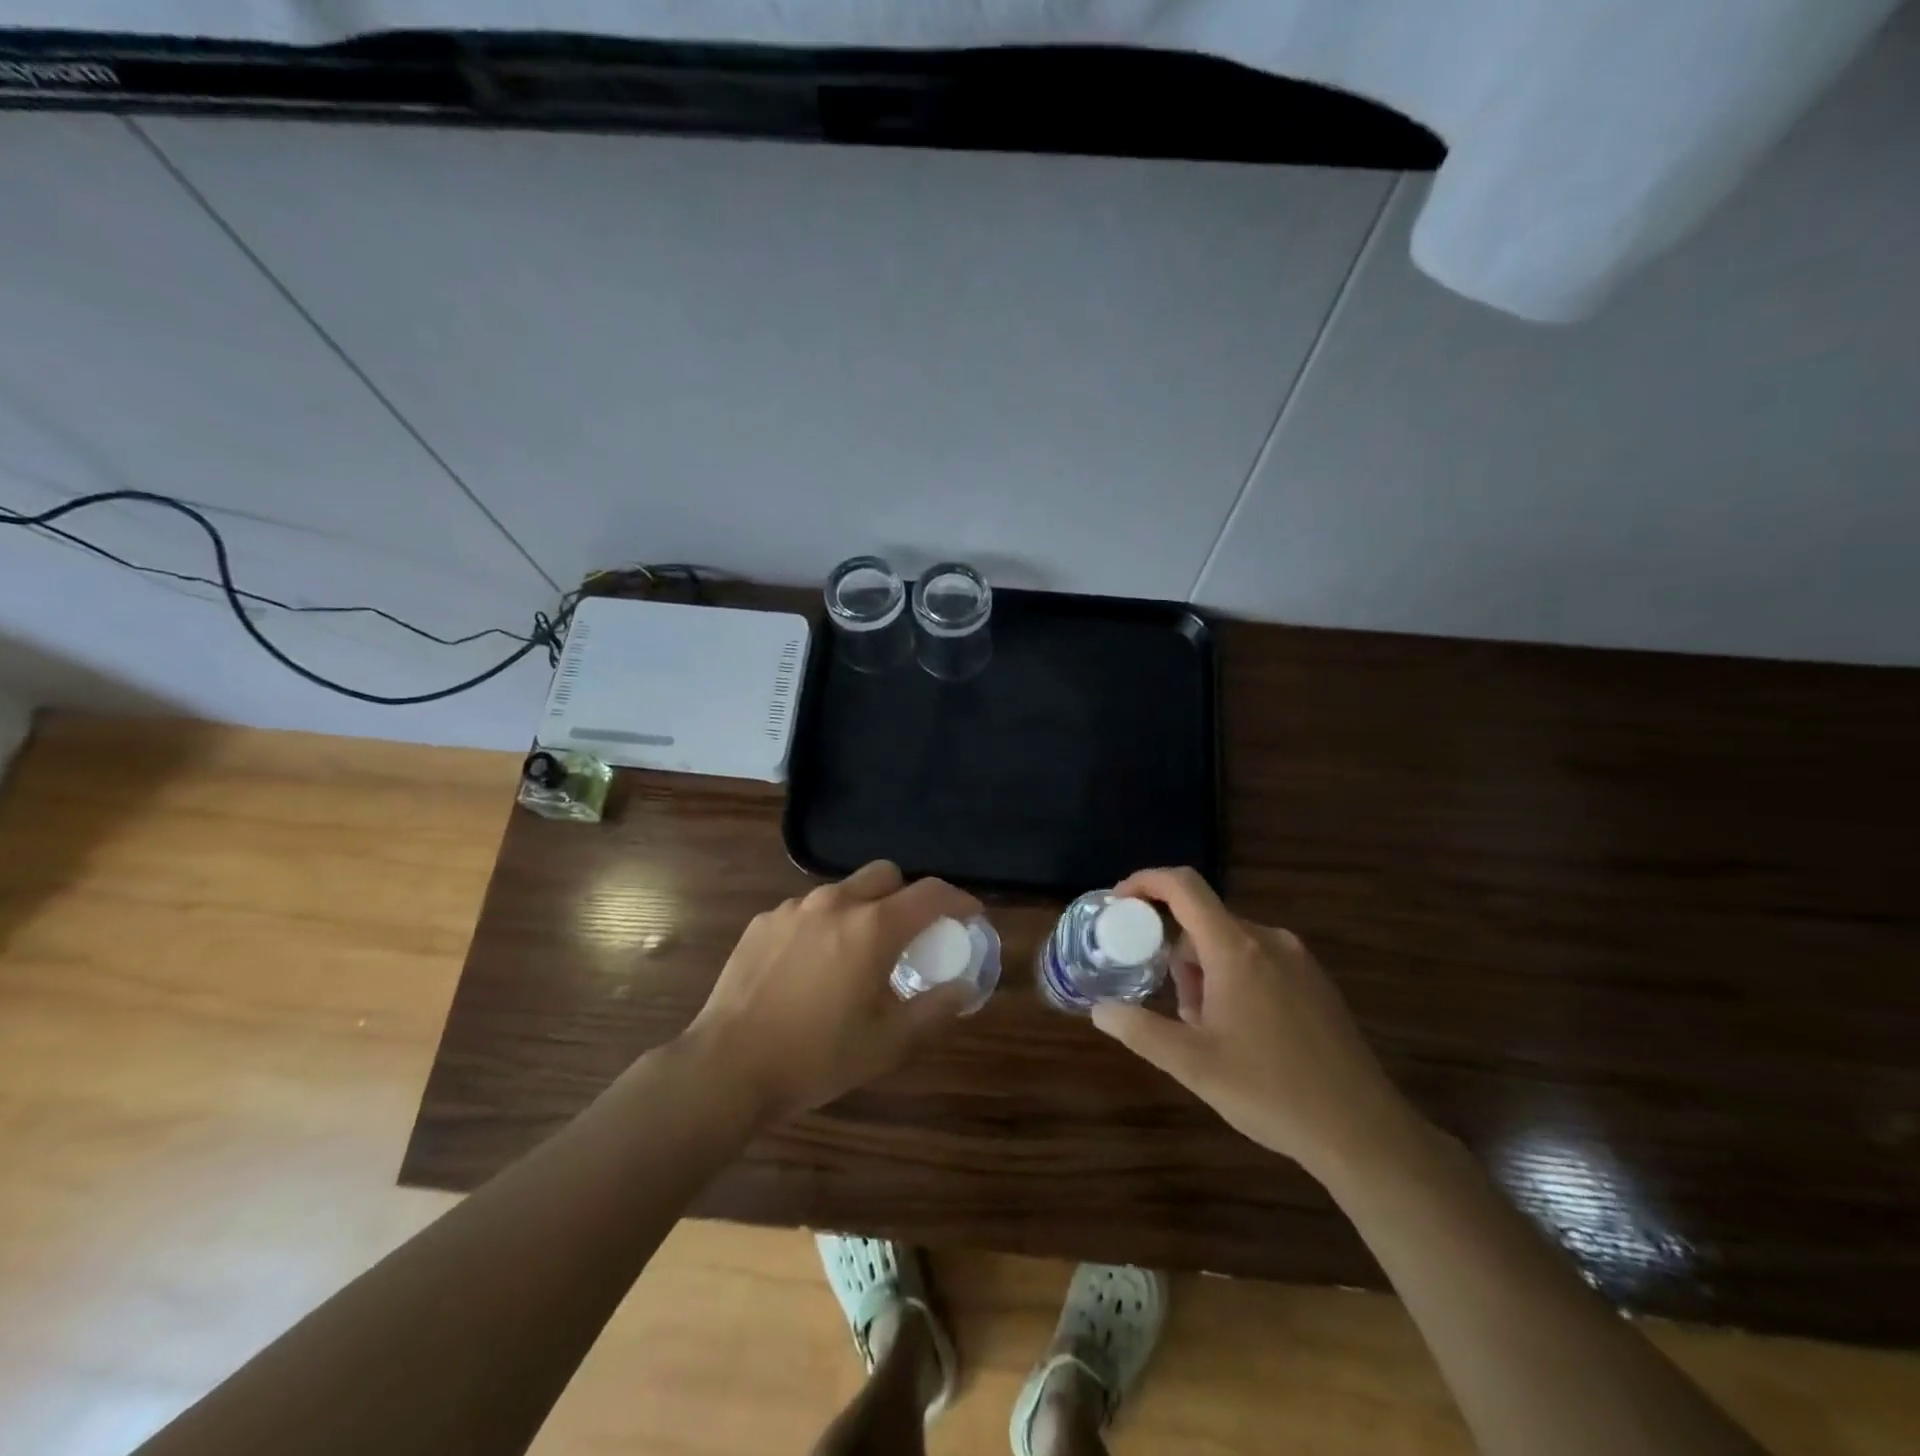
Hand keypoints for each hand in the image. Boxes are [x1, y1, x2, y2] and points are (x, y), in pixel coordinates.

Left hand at [685, 860, 982, 1121]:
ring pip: (844, 890)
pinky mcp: (763, 921)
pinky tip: (812, 966)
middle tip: (910, 935)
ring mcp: (794, 908)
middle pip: (886, 875)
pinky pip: (808, 910)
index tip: (970, 916)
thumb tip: (963, 988)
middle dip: (907, 895)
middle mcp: (836, 903)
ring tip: (856, 955)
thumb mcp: (887, 1044)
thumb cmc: (816, 1058)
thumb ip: (934, 1010)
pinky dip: (824, 925)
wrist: (726, 1068)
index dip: (959, 900)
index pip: (931, 893)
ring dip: (864, 909)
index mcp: (873, 927)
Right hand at [1090, 867, 1414, 1178]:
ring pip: (1230, 945)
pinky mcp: (1316, 982)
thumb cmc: (1270, 1091)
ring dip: (1205, 974)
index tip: (1119, 904)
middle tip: (1175, 1009)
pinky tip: (1243, 1035)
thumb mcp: (1192, 1064)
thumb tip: (1100, 1009)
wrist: (1362, 1132)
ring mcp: (1298, 960)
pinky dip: (1235, 981)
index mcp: (1236, 948)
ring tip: (1210, 1032)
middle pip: (1203, 923)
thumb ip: (1139, 1029)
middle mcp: (1268, 940)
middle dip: (1177, 957)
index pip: (1183, 886)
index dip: (1145, 882)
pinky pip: (1259, 961)